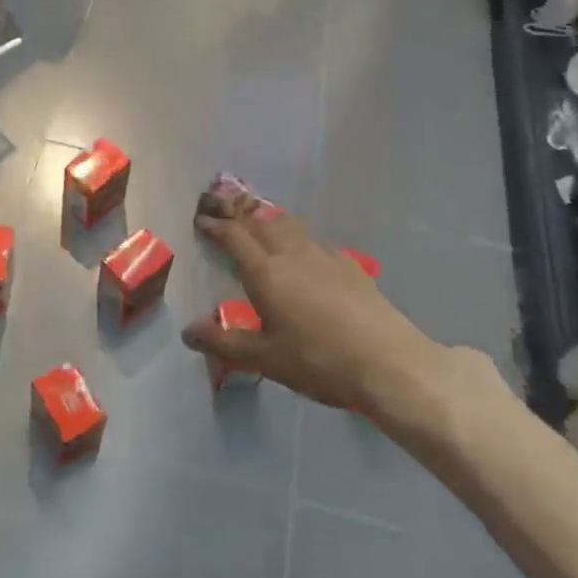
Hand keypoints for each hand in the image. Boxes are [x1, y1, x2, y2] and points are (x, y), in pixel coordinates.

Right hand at [184, 185, 498, 442]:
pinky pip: (316, 242)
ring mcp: (325, 256)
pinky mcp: (351, 266)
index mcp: (266, 272)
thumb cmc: (319, 361)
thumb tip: (188, 332)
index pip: (234, 237)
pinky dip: (299, 240)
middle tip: (224, 213)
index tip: (201, 219)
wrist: (389, 363)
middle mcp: (293, 254)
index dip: (215, 225)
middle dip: (240, 216)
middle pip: (261, 223)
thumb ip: (224, 342)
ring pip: (291, 226)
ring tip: (261, 227)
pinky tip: (305, 256)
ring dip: (270, 222)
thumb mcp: (265, 358)